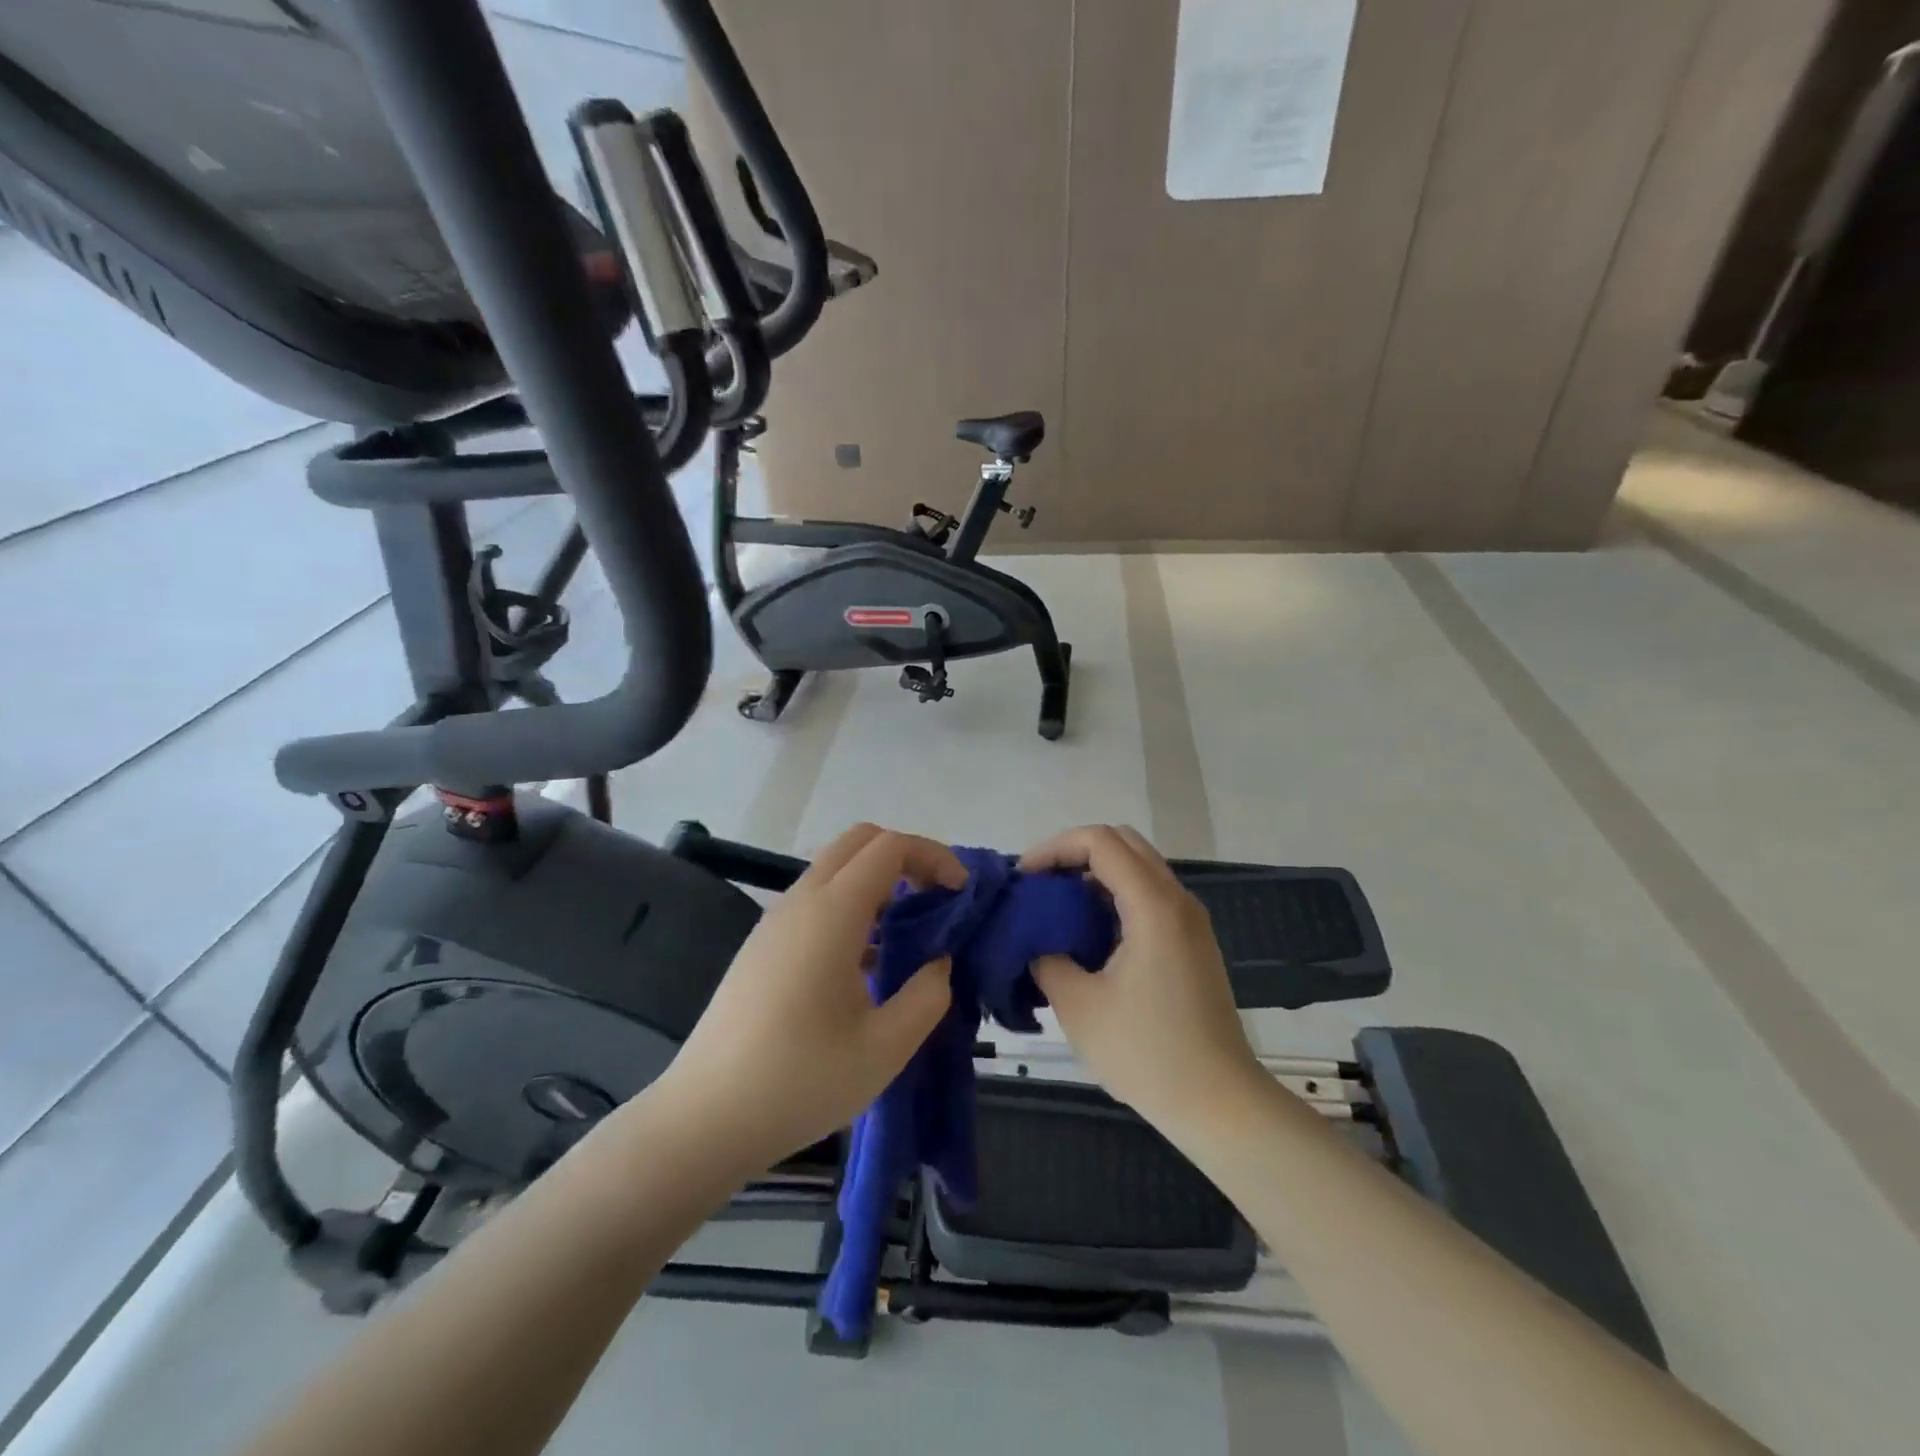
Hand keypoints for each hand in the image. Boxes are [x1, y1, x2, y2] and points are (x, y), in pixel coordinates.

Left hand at [658, 824, 963, 1175]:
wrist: (705, 1118)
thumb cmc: (800, 1082)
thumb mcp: (885, 1049)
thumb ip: (927, 996)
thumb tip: (938, 963)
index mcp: (832, 913)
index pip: (889, 847)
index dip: (933, 856)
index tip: (961, 894)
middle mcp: (801, 901)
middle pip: (859, 841)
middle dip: (906, 856)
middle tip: (936, 900)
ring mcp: (775, 921)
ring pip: (835, 868)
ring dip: (878, 880)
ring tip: (908, 931)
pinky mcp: (763, 945)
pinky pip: (815, 899)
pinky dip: (852, 903)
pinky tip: (866, 960)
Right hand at [1022, 825, 1261, 1133]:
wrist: (1219, 1104)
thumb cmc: (1147, 1054)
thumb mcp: (1078, 1005)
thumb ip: (1046, 957)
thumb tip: (1035, 940)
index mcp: (1153, 906)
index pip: (1100, 841)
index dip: (1055, 848)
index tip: (1024, 879)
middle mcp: (1177, 900)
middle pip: (1122, 843)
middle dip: (1073, 853)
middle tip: (1039, 886)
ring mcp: (1189, 921)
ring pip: (1137, 868)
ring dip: (1094, 875)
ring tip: (1056, 909)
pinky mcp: (1191, 942)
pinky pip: (1148, 895)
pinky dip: (1113, 897)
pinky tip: (1087, 934)